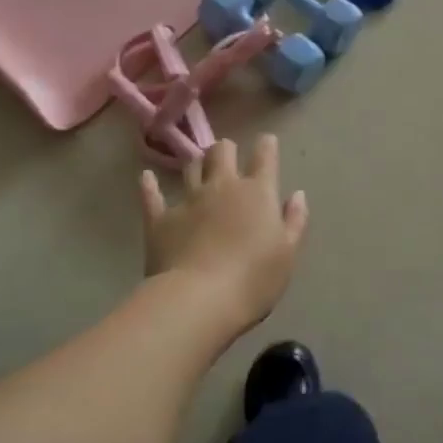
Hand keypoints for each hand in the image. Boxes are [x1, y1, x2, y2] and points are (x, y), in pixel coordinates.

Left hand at [139, 136, 307, 339]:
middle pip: (222, 152)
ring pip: (191, 167)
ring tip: (199, 167)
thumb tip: (297, 194)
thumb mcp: (287, 254)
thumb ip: (294, 221)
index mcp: (257, 192)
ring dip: (197, 164)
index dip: (266, 146)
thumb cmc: (253, 280)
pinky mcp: (160, 219)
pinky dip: (149, 185)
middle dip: (226, 149)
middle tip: (228, 156)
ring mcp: (188, 200)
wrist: (199, 300)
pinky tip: (145, 177)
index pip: (264, 156)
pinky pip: (152, 196)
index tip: (267, 142)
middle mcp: (222, 186)